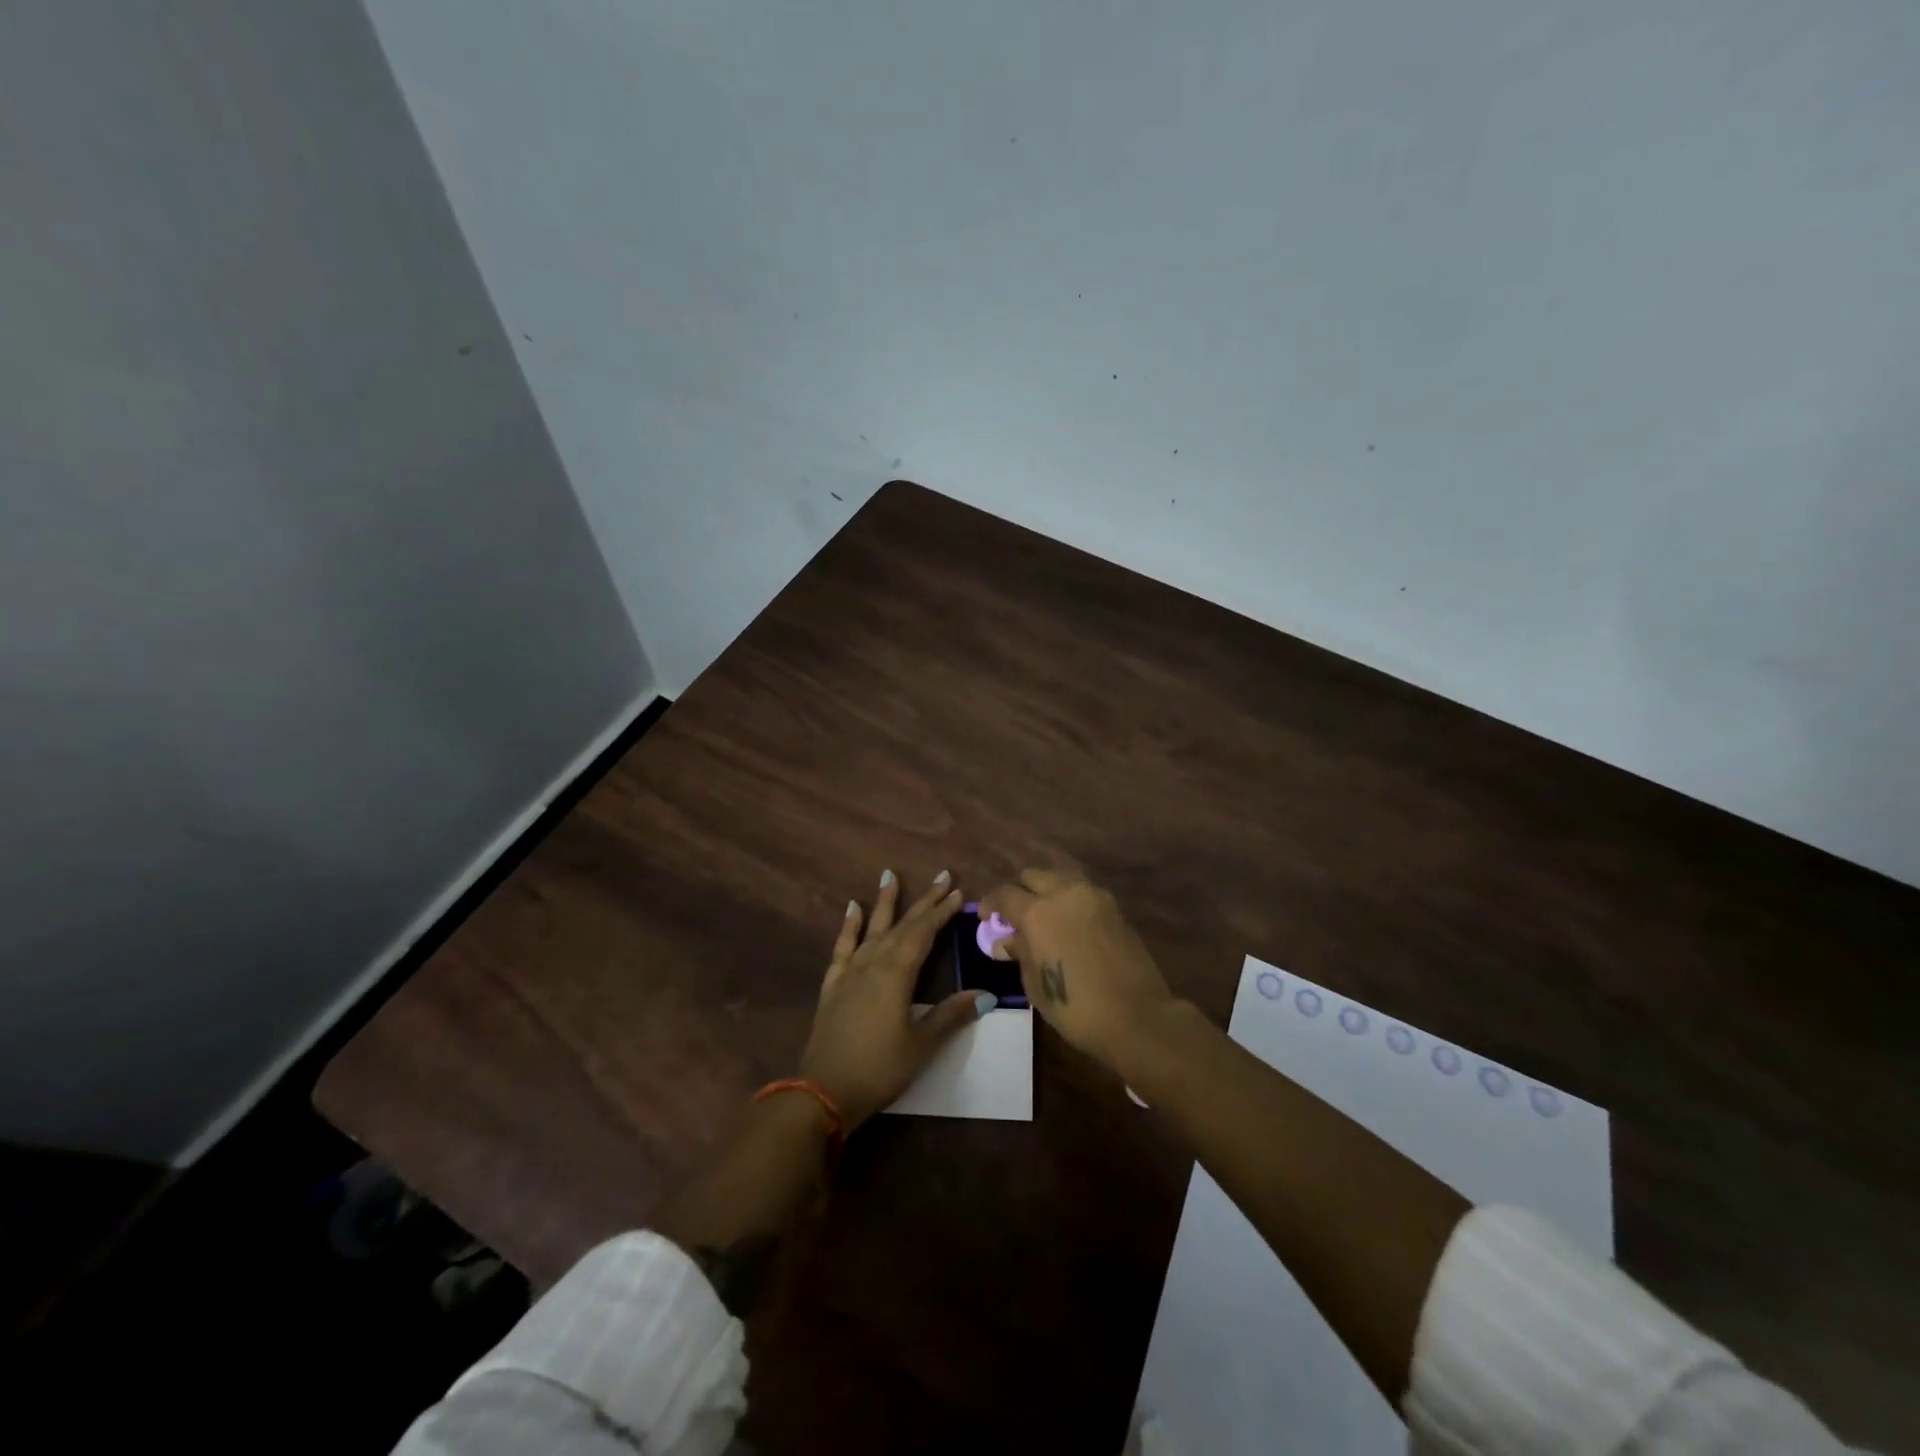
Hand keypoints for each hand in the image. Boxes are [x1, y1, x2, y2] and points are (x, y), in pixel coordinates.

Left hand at [798, 869, 990, 1128]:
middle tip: (942, 876)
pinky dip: (849, 925)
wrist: (823, 1090)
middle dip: (924, 900)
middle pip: (903, 925)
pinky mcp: (833, 984)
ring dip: (884, 902)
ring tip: (889, 875)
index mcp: (897, 973)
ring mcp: (850, 971)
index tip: (958, 892)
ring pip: (872, 928)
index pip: (924, 933)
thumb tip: (985, 994)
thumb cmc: (879, 1068)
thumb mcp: (921, 1044)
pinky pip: (843, 946)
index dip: (942, 912)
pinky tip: (852, 908)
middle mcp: (874, 962)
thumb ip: (950, 1015)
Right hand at [979, 869, 1174, 1068]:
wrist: (1136, 1016)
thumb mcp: (1035, 984)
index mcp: (1037, 912)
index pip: (1004, 894)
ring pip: (1060, 878)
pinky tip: (1069, 923)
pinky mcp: (1114, 906)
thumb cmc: (1076, 1007)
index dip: (991, 904)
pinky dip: (1070, 899)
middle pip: (1033, 876)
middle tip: (1017, 916)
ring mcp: (1093, 896)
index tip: (986, 917)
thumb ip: (1020, 952)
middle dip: (1020, 891)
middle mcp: (1063, 893)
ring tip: (1045, 916)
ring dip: (1047, 890)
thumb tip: (1006, 940)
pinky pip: (1083, 891)